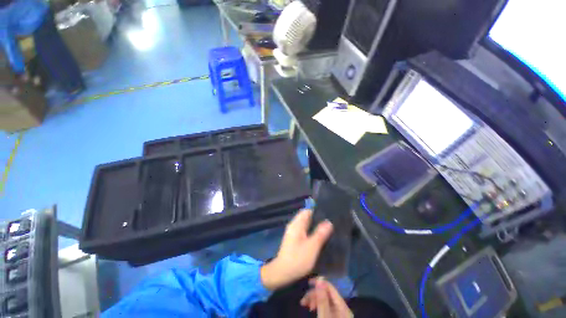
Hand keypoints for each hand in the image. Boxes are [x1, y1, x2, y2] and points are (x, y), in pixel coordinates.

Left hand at [261, 209, 332, 290]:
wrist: (282, 273)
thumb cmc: (297, 259)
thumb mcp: (312, 246)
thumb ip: (320, 233)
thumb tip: (328, 222)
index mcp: (297, 224)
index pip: (307, 211)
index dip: (317, 211)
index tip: (328, 214)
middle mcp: (294, 226)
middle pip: (306, 218)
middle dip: (317, 219)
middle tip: (331, 223)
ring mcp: (293, 233)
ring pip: (306, 225)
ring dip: (315, 227)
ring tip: (328, 230)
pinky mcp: (294, 241)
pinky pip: (304, 232)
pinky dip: (312, 233)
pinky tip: (320, 238)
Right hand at [300, 277, 352, 317]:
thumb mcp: (324, 317)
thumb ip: (323, 299)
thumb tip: (320, 279)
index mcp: (343, 307)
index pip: (331, 288)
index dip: (320, 283)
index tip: (308, 283)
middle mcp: (342, 308)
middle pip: (327, 294)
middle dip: (314, 294)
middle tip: (303, 300)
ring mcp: (338, 313)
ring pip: (325, 299)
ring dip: (314, 299)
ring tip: (305, 305)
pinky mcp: (334, 316)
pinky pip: (325, 305)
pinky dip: (317, 305)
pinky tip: (311, 308)